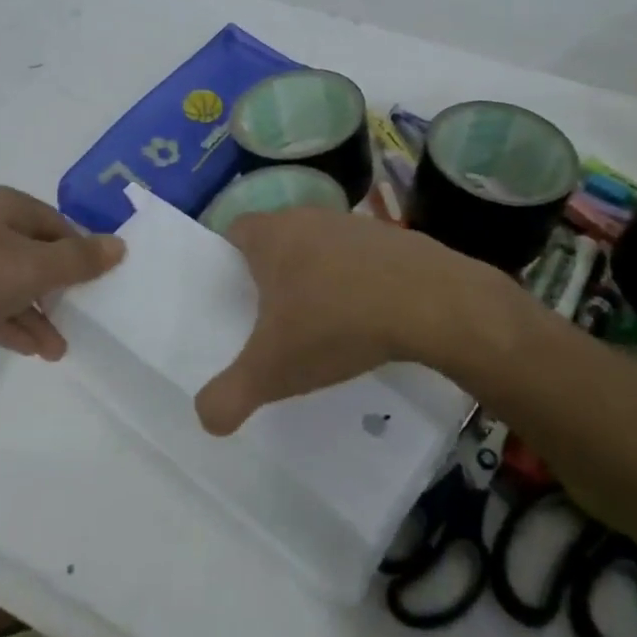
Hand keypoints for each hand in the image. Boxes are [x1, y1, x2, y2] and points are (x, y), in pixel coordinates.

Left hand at [0, 186, 123, 360]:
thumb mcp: (31, 266)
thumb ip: (78, 260)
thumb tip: (120, 245)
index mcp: (7, 207)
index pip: (59, 226)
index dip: (82, 255)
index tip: (99, 287)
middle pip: (35, 254)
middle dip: (60, 290)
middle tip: (82, 319)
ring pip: (9, 284)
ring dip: (36, 314)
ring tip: (59, 350)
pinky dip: (8, 323)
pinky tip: (30, 349)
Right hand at [194, 207, 531, 434]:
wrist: (430, 304)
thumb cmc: (335, 324)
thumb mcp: (273, 370)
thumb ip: (230, 395)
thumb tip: (206, 418)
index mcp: (271, 235)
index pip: (234, 230)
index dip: (229, 259)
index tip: (233, 294)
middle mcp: (308, 218)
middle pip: (278, 237)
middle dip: (273, 271)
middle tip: (272, 315)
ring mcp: (354, 224)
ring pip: (321, 245)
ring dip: (317, 274)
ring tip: (322, 319)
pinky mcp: (394, 238)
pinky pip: (361, 257)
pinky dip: (357, 280)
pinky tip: (367, 316)